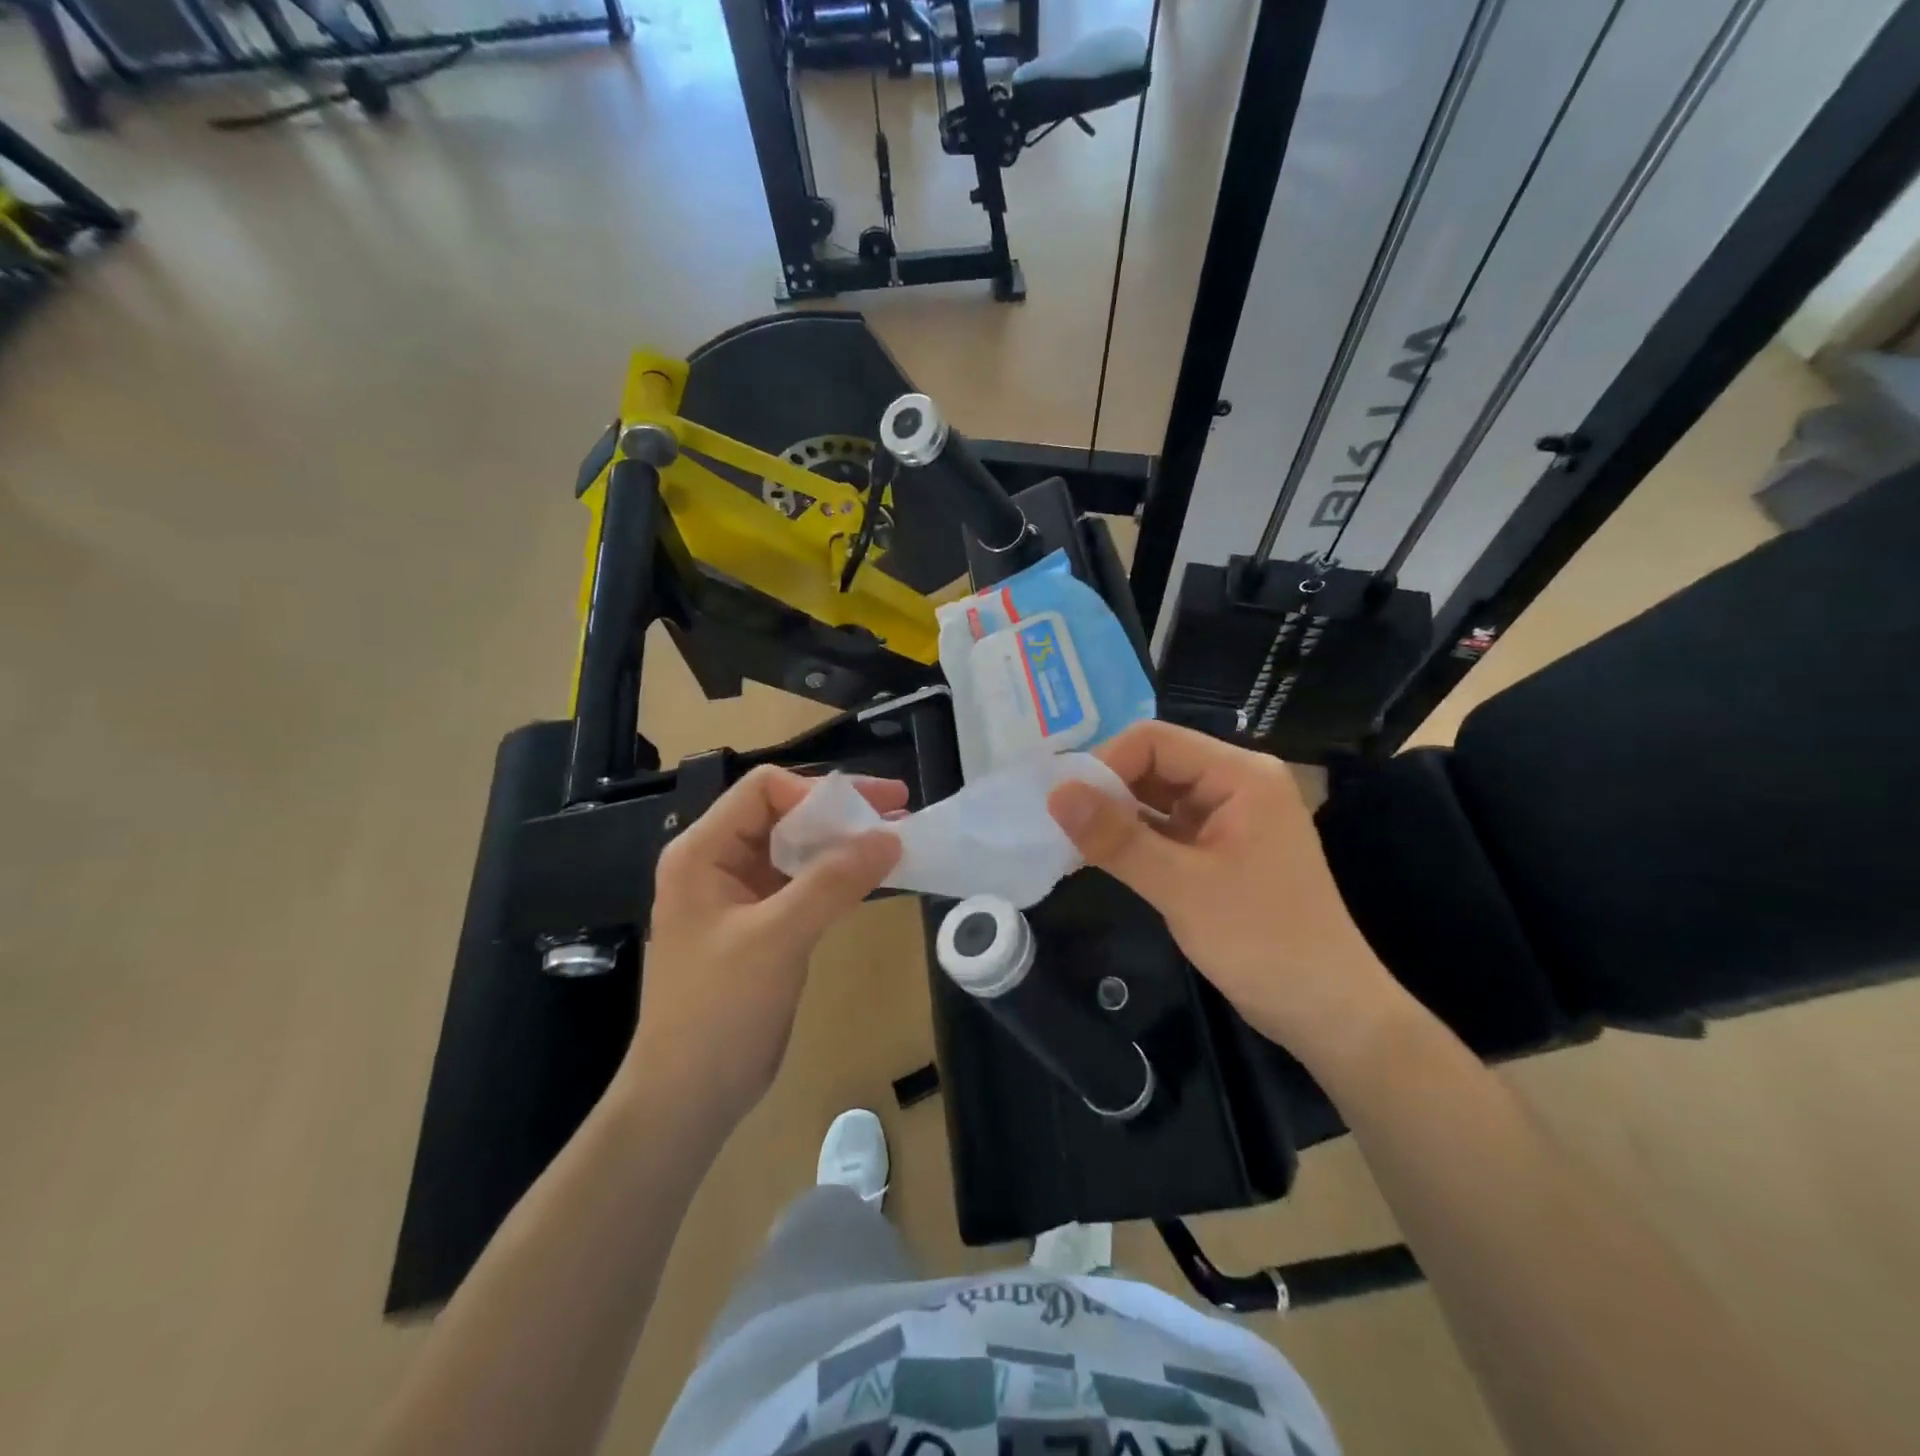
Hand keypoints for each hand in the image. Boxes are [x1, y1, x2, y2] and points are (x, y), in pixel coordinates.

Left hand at [621, 766, 903, 1129]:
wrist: (688, 1097)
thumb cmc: (719, 1010)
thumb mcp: (778, 938)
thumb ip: (833, 882)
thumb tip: (890, 837)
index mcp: (704, 851)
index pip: (764, 789)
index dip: (818, 793)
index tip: (872, 813)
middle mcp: (718, 862)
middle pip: (784, 813)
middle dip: (840, 814)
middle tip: (899, 815)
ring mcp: (739, 895)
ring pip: (797, 849)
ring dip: (843, 844)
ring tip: (895, 844)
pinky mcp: (760, 925)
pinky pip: (802, 884)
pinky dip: (837, 877)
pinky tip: (872, 880)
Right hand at [1047, 722, 1402, 1068]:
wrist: (1327, 1011)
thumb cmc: (1262, 942)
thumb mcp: (1182, 887)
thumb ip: (1116, 838)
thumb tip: (1055, 792)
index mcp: (1241, 775)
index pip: (1156, 741)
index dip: (1105, 763)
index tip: (1064, 803)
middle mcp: (1236, 783)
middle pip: (1156, 763)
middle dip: (1106, 788)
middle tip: (1057, 820)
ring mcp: (1229, 817)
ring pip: (1157, 796)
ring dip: (1116, 814)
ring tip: (1067, 837)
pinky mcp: (1220, 849)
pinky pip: (1166, 827)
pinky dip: (1133, 838)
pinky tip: (1097, 854)